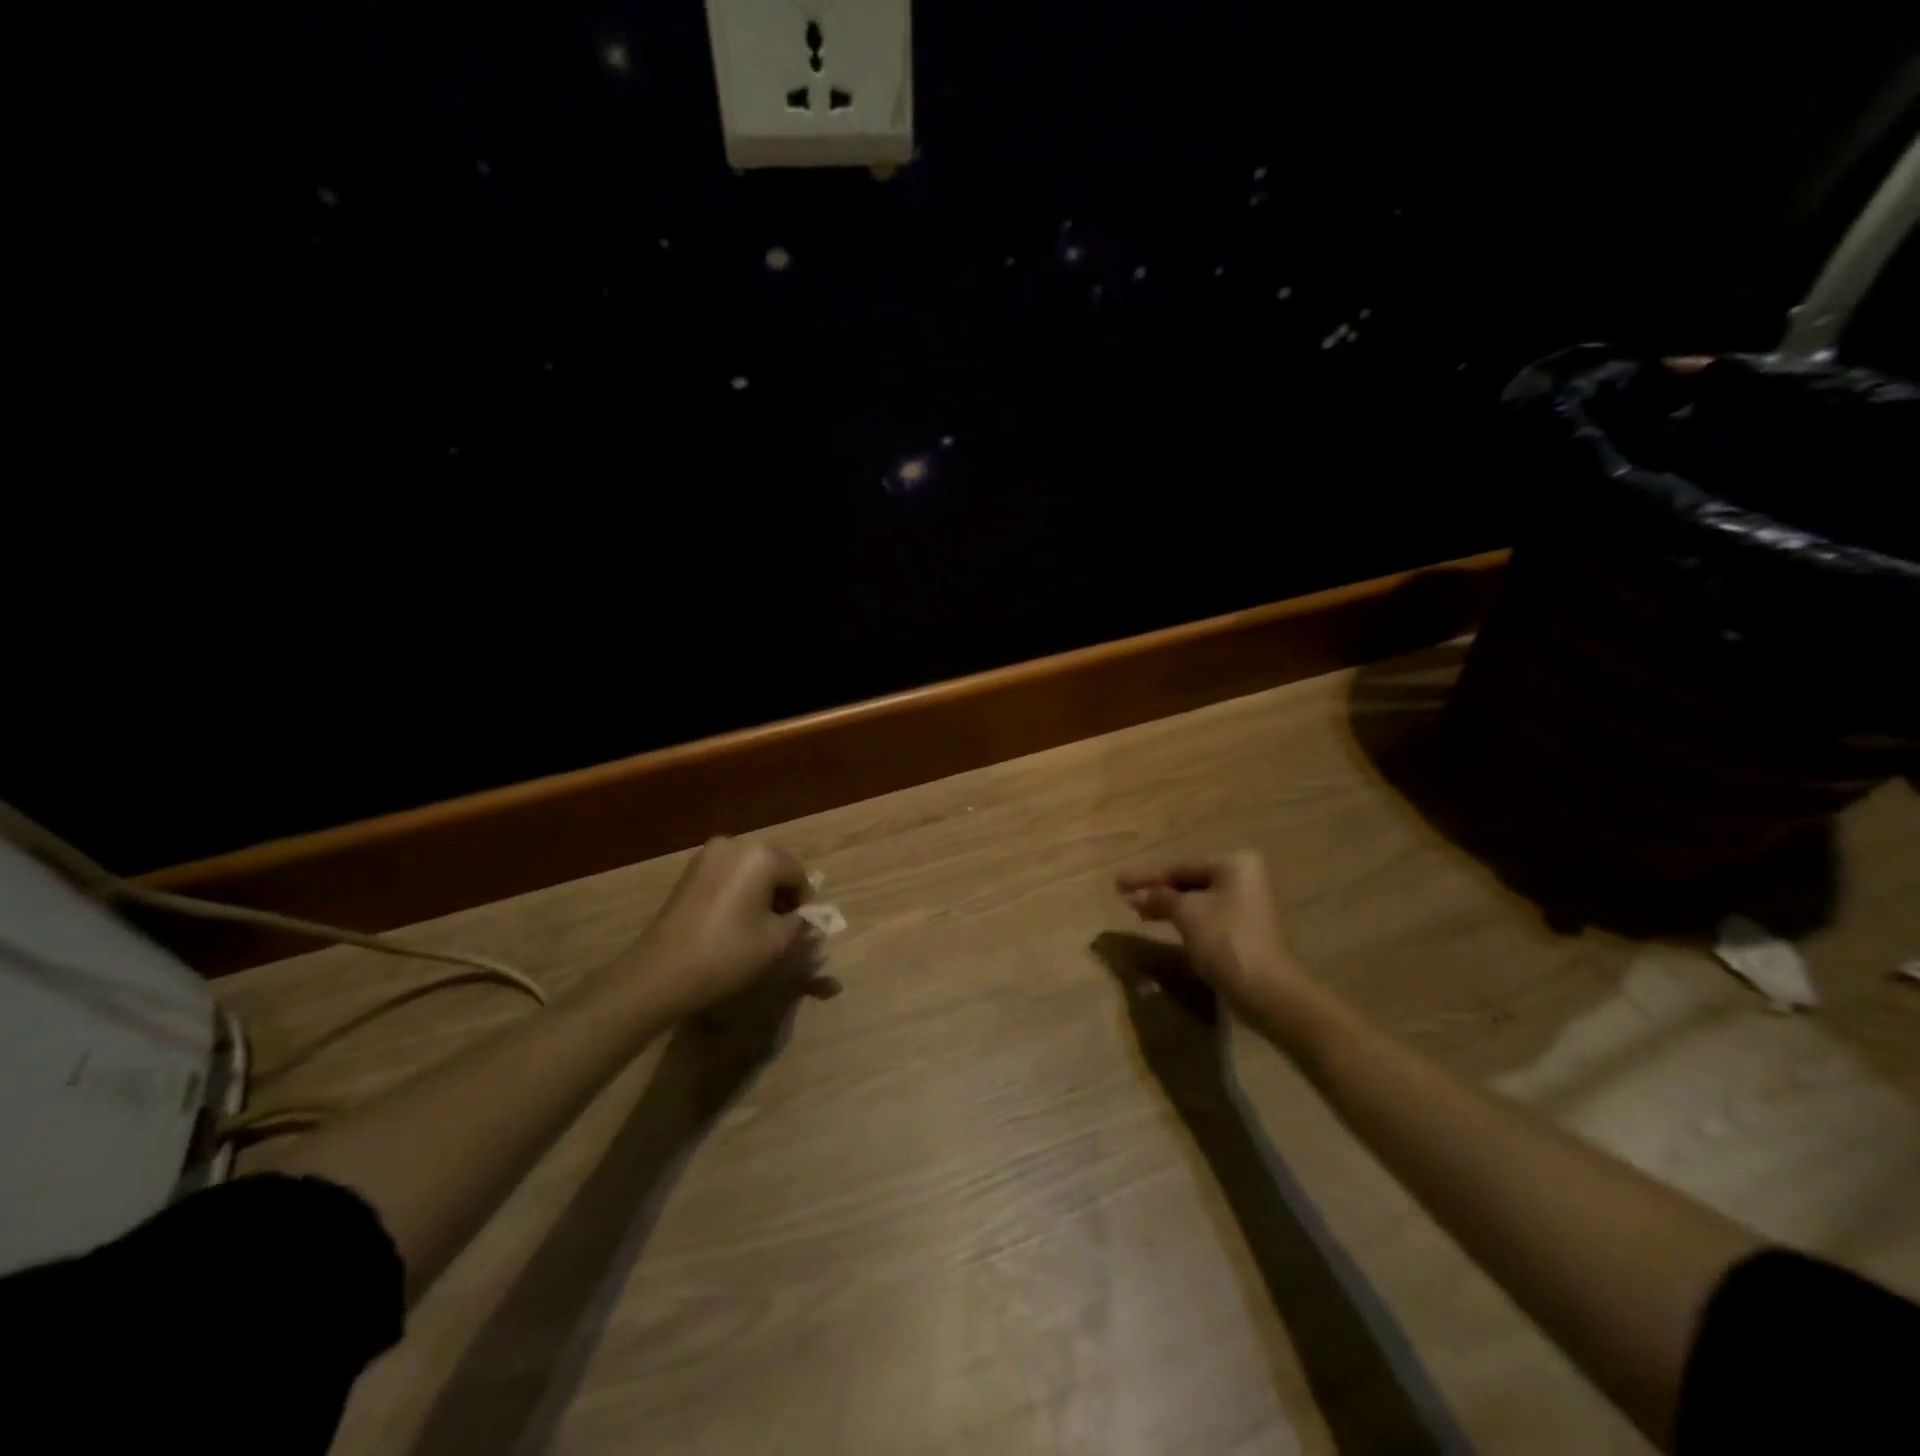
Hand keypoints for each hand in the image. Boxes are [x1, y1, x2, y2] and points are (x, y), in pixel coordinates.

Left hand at [621, 836, 811, 1020]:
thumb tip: (810, 918)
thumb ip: (801, 924)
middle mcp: (735, 844)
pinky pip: (727, 875)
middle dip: (783, 895)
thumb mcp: (776, 942)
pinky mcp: (689, 871)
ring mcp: (707, 855)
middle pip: (774, 867)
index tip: (802, 930)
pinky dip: (738, 893)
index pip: (799, 875)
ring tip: (757, 927)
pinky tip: (732, 922)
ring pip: (750, 870)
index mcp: (761, 855)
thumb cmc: (727, 954)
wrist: (659, 973)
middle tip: (783, 929)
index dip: (806, 903)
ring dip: (760, 893)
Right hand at [1116, 852, 1303, 1014]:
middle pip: (1189, 881)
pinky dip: (1184, 918)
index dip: (1147, 877)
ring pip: (1197, 899)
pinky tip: (1162, 922)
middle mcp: (1245, 877)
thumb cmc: (1225, 939)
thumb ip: (1159, 898)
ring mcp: (1247, 903)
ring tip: (1137, 910)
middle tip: (1124, 896)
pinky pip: (1206, 915)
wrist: (1265, 989)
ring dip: (1167, 905)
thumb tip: (1132, 894)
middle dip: (1157, 890)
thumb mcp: (1186, 913)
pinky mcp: (1245, 928)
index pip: (1180, 867)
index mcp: (1235, 864)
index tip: (1118, 882)